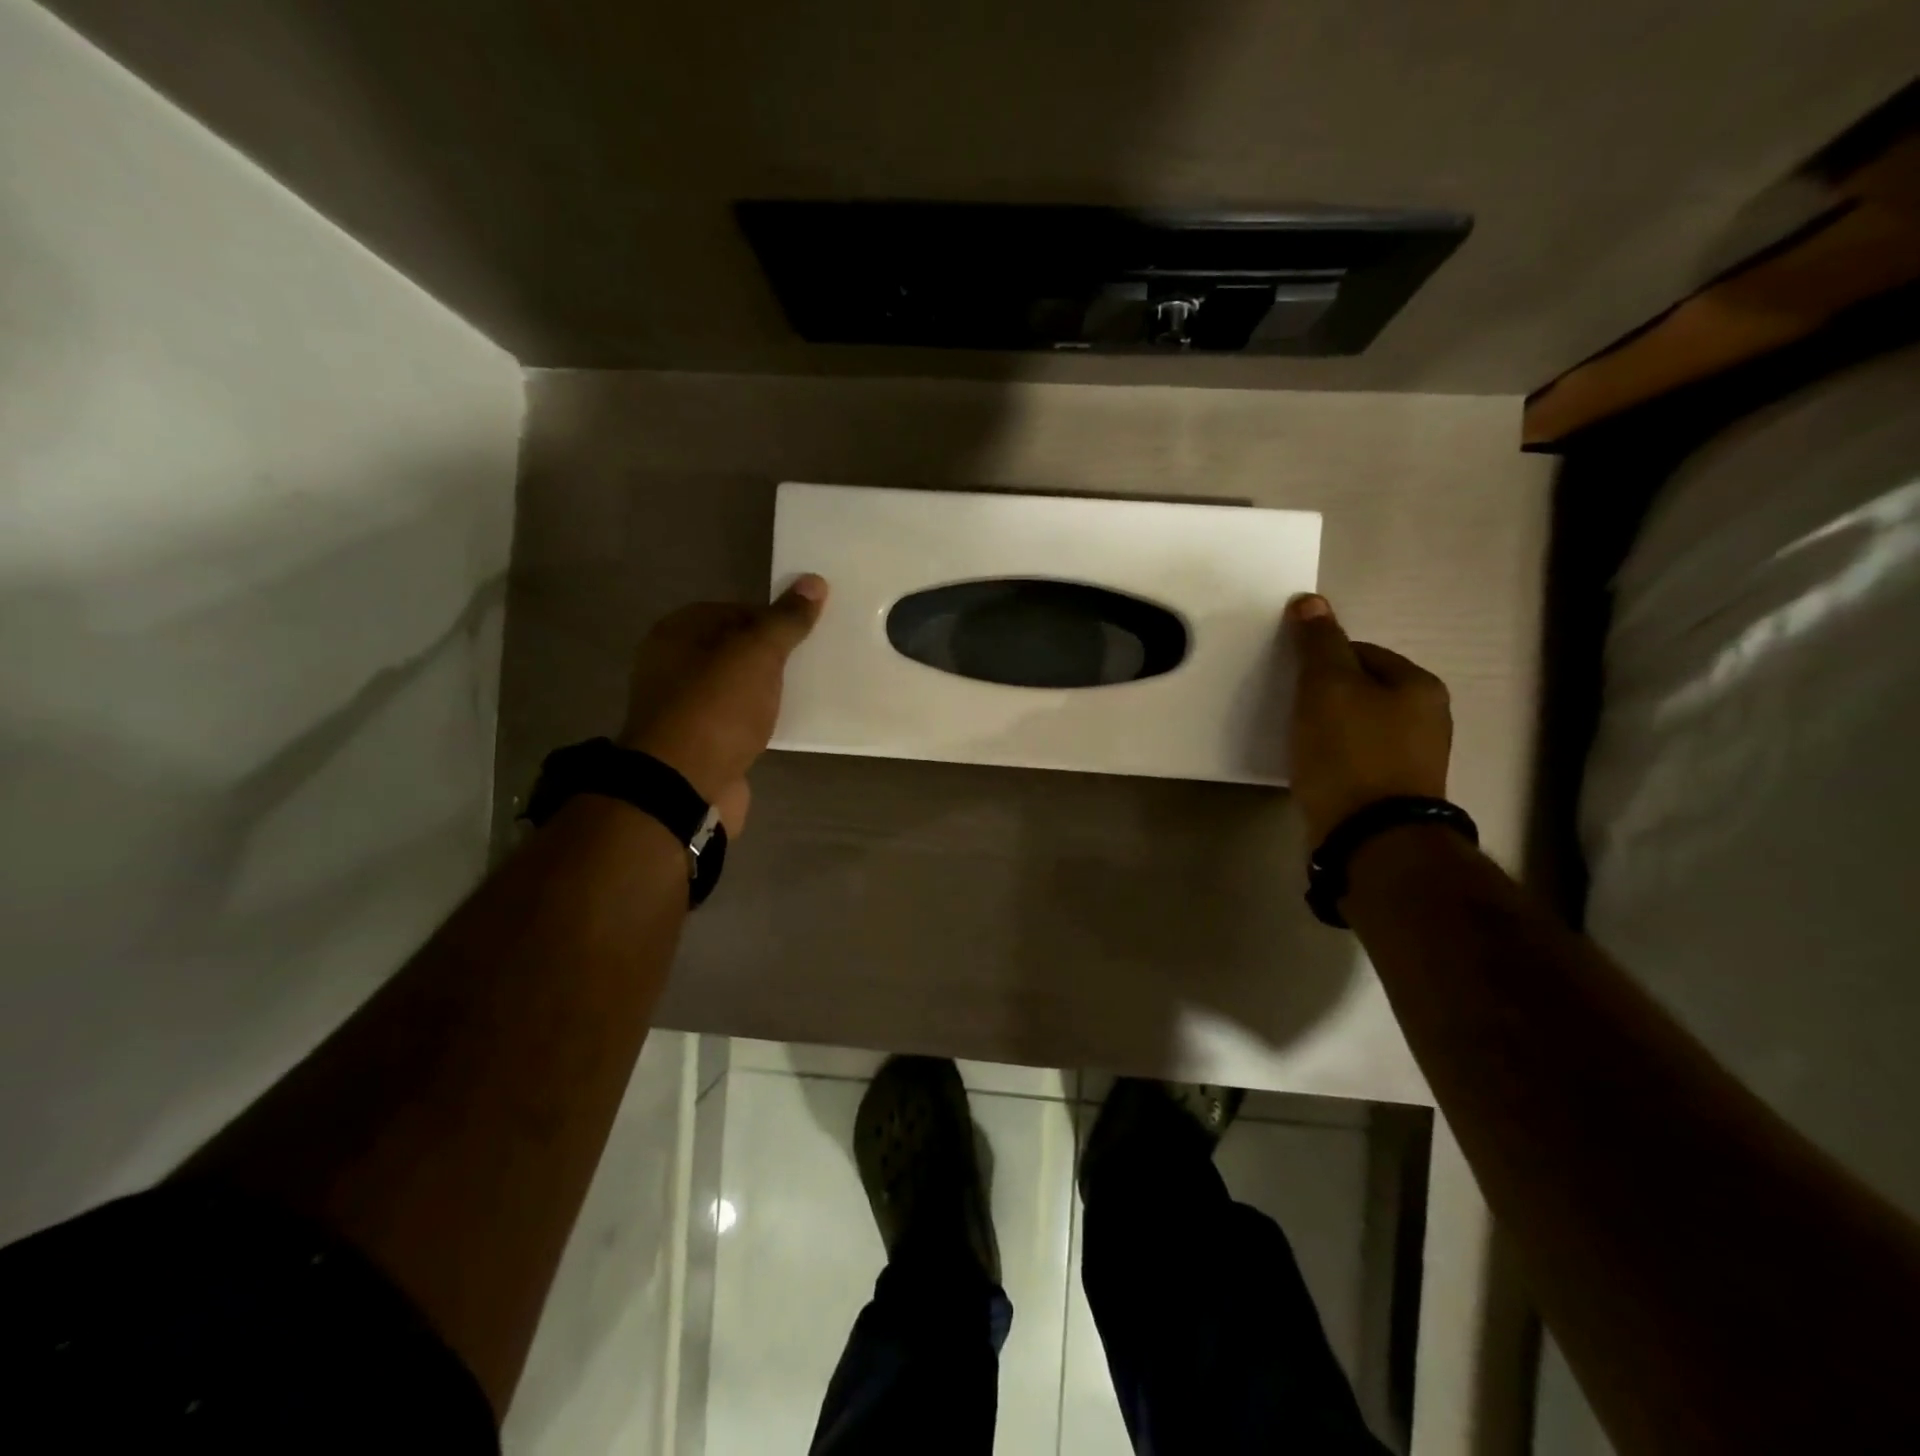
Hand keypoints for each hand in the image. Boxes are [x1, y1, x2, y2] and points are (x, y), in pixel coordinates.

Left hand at [618, 575, 828, 832]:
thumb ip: (785, 620)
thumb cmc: (716, 709)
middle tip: (810, 664)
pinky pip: (737, 722)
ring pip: (737, 689)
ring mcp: (684, 709)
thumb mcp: (756, 654)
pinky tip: (783, 726)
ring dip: (766, 692)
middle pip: (734, 650)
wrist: (682, 788)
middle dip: (772, 657)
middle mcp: (673, 667)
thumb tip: (814, 581)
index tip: (805, 635)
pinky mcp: (700, 745)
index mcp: (677, 633)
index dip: (772, 619)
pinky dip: (759, 722)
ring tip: (804, 694)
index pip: (734, 610)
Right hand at [1285, 594, 1452, 846]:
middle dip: (1325, 697)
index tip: (1292, 682)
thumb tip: (1310, 601)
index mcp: (1419, 686)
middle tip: (1290, 712)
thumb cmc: (1350, 754)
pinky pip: (1357, 760)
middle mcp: (1428, 719)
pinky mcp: (1394, 794)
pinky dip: (1334, 759)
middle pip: (1361, 690)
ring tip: (1298, 744)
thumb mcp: (1327, 687)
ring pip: (1358, 727)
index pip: (1361, 652)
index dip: (1321, 661)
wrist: (1370, 839)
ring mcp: (1414, 760)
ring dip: (1328, 729)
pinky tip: (1314, 771)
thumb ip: (1318, 644)